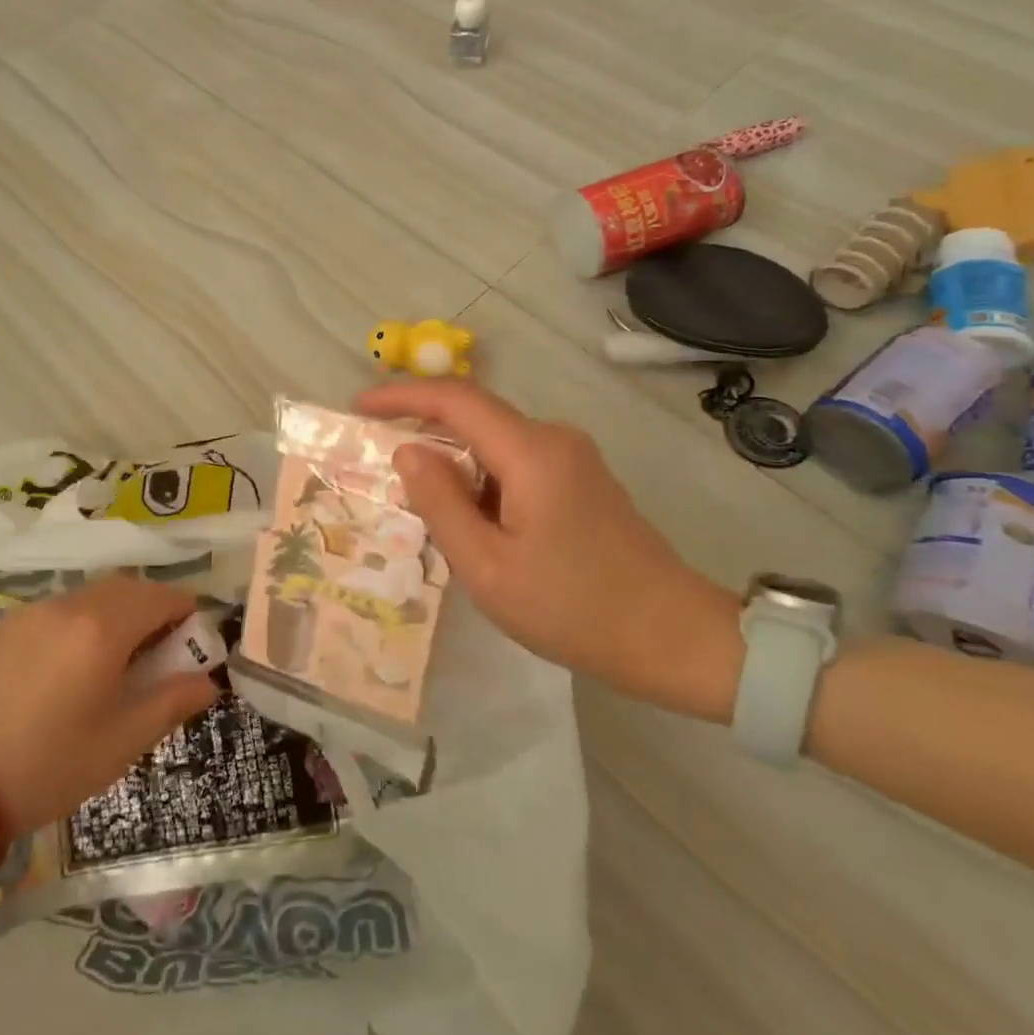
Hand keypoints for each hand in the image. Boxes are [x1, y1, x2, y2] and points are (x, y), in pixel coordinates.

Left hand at [0, 579, 220, 839]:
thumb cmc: (42, 766)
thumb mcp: (119, 744)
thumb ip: (170, 703)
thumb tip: (208, 682)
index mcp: (105, 627)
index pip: (164, 596)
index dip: (187, 614)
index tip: (192, 646)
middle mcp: (69, 604)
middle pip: (126, 588)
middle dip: (152, 610)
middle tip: (156, 655)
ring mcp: (28, 612)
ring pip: (87, 597)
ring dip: (112, 616)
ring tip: (109, 665)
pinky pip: (52, 613)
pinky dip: (74, 626)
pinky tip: (59, 672)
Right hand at [356, 379, 739, 715]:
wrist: (674, 638)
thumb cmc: (574, 608)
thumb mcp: (488, 567)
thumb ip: (441, 504)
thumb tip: (408, 451)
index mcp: (531, 453)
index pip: (456, 399)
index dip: (402, 396)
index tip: (359, 408)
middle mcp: (553, 439)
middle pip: (474, 415)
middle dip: (422, 431)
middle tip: (378, 466)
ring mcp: (573, 457)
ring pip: (494, 441)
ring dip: (452, 463)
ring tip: (420, 508)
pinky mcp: (581, 479)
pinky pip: (515, 462)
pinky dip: (480, 478)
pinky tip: (469, 522)